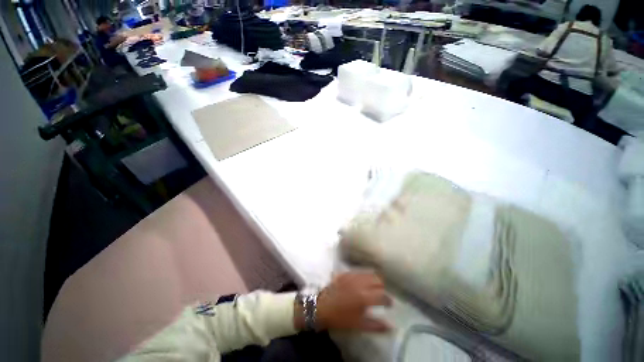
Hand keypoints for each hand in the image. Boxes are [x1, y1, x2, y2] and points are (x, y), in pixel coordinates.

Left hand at [315, 271, 391, 331]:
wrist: (321, 307)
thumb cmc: (340, 318)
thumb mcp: (359, 325)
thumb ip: (376, 325)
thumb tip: (391, 326)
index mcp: (365, 297)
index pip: (383, 295)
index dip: (388, 300)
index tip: (389, 304)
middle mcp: (360, 283)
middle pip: (377, 280)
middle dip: (382, 287)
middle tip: (381, 294)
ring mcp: (352, 276)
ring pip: (369, 273)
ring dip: (373, 279)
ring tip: (373, 287)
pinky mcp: (345, 273)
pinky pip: (359, 271)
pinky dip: (363, 275)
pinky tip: (362, 281)